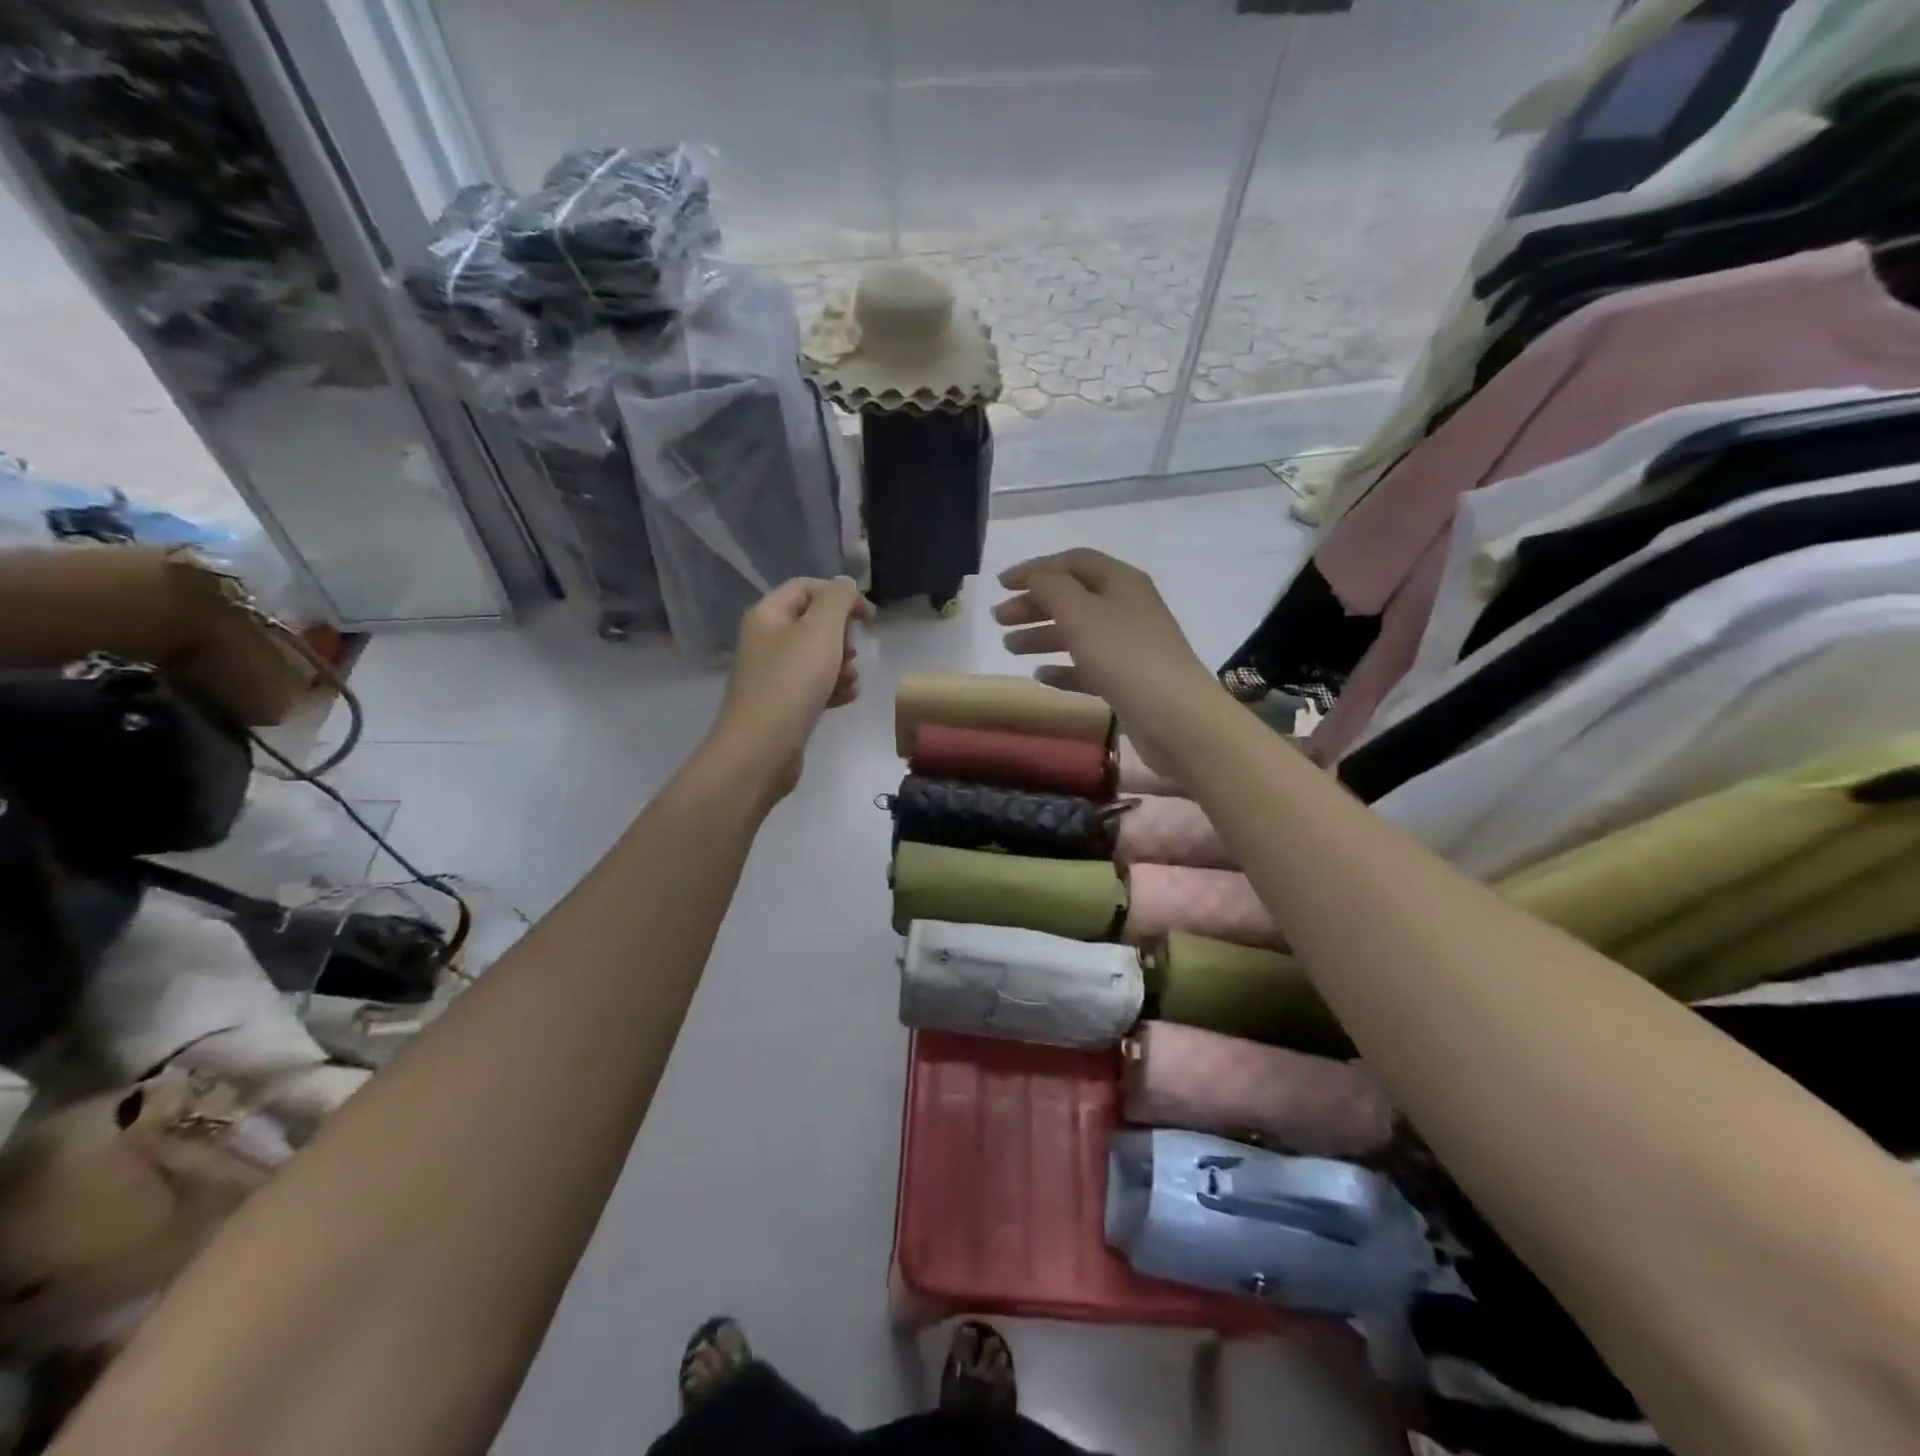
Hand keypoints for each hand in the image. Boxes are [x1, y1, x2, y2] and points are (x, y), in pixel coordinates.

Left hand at [712, 576, 872, 800]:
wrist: (762, 747)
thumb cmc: (793, 681)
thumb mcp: (821, 630)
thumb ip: (837, 599)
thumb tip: (844, 584)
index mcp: (768, 614)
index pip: (807, 587)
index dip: (841, 595)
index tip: (870, 617)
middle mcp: (765, 639)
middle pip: (813, 623)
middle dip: (842, 635)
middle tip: (852, 653)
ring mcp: (772, 673)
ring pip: (816, 656)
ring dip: (841, 664)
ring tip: (851, 681)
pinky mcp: (781, 703)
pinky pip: (813, 684)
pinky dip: (832, 687)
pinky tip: (845, 698)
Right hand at [993, 549, 1222, 770]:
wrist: (1175, 716)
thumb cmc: (1123, 655)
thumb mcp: (1079, 612)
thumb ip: (1050, 588)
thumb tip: (1034, 577)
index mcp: (1120, 581)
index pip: (1073, 562)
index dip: (1035, 569)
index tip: (1000, 585)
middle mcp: (1127, 607)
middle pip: (1073, 597)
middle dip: (1034, 605)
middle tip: (999, 619)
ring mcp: (1129, 645)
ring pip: (1078, 632)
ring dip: (1042, 636)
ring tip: (1010, 648)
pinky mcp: (1128, 680)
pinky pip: (1088, 666)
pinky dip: (1063, 668)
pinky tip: (1040, 678)